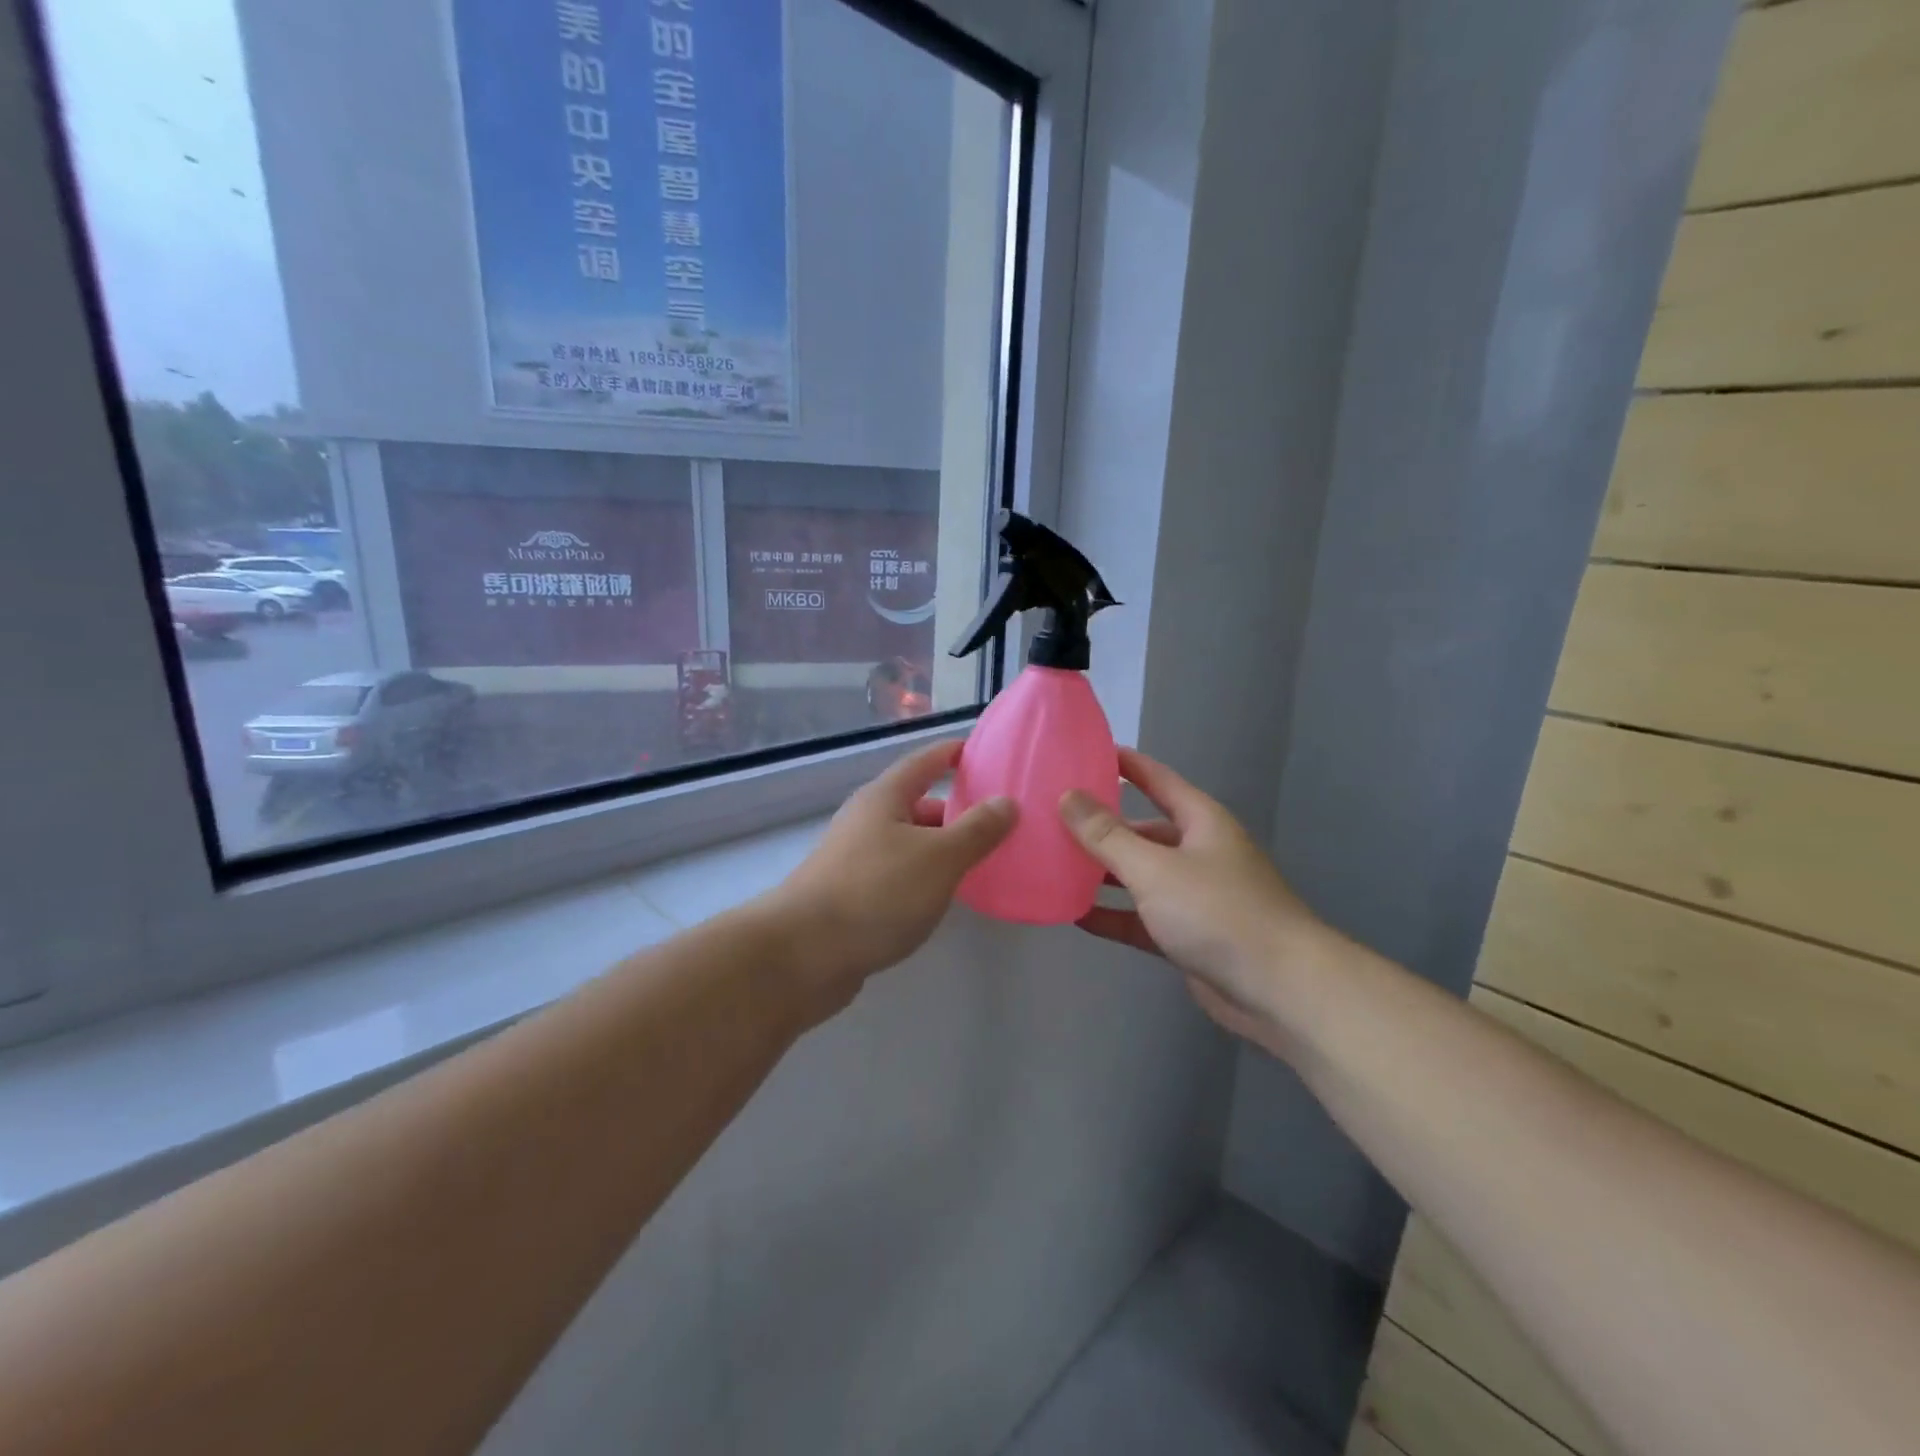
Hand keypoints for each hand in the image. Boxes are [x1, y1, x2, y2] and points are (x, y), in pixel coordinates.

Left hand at [767, 739, 1016, 1018]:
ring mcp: (853, 860)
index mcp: (884, 798)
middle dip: (954, 811)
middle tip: (996, 821)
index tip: (982, 751)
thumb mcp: (939, 858)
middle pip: (916, 804)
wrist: (802, 955)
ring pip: (907, 843)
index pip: (924, 761)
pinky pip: (897, 875)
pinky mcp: (849, 896)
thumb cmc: (876, 893)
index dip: (952, 753)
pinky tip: (941, 899)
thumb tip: (1007, 801)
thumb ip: (977, 830)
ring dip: (939, 849)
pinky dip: (922, 878)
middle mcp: (865, 821)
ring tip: (979, 863)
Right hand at [1060, 749, 1329, 1047]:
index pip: (1156, 778)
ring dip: (1102, 873)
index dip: (1123, 763)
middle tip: (1052, 818)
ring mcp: (1193, 896)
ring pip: (1138, 876)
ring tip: (1052, 864)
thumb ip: (1107, 835)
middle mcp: (1197, 852)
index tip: (1082, 752)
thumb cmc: (1218, 912)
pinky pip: (1140, 918)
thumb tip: (1068, 796)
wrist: (1279, 990)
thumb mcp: (1154, 868)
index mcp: (1200, 821)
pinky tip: (1074, 915)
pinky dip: (1112, 915)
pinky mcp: (1186, 936)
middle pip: (1142, 830)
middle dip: (1101, 826)